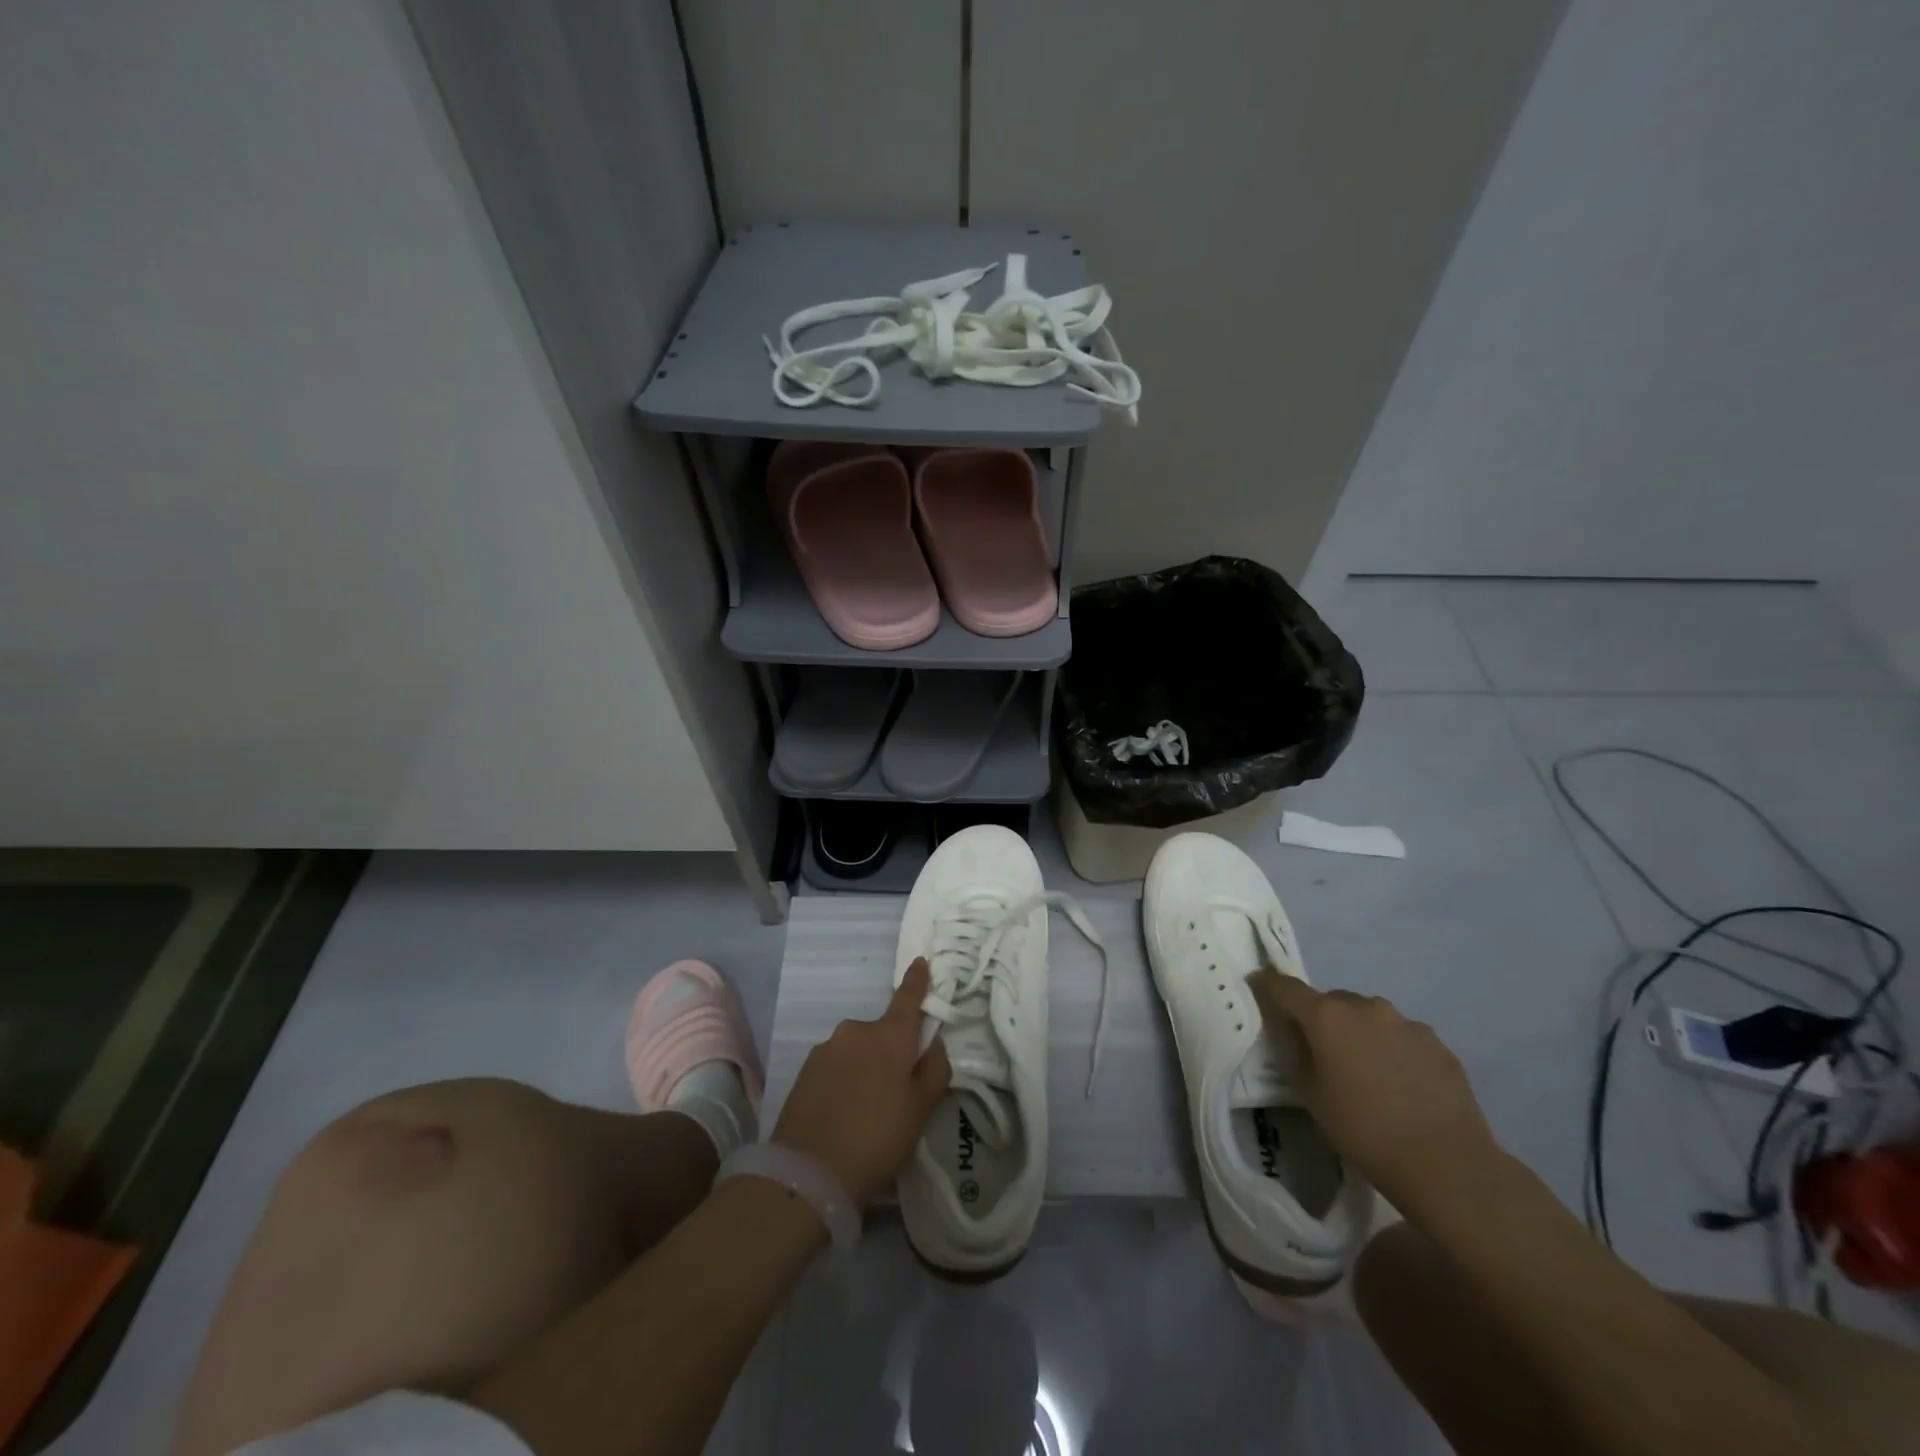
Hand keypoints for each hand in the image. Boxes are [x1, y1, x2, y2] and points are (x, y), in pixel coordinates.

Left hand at [771, 958, 951, 1204]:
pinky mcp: (805, 1070)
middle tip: (897, 1091)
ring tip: (867, 1110)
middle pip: (882, 1032)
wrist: (808, 1172)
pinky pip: (835, 1066)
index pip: (907, 998)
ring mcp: (826, 1048)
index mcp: (889, 1035)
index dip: (917, 980)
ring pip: (857, 1050)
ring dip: (865, 1067)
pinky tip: (844, 1113)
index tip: (920, 961)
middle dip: (891, 1051)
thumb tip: (932, 1044)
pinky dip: (844, 1080)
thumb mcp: (921, 1109)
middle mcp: (856, 1031)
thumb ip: (934, 1069)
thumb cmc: (878, 1137)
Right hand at [1247, 970, 1503, 1215]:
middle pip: (1331, 1001)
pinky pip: (1401, 1037)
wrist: (1448, 1166)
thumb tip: (1293, 1033)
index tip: (1257, 986)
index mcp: (1327, 1016)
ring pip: (1369, 1018)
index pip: (1285, 986)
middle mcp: (1366, 1007)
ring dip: (1359, 1033)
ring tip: (1365, 1072)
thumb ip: (1295, 1053)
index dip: (1267, 984)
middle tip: (1320, 1051)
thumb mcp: (1311, 1095)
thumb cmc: (1365, 1131)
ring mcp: (1407, 1023)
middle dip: (1321, 1019)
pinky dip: (1392, 1050)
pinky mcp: (1438, 1044)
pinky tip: (1399, 1085)